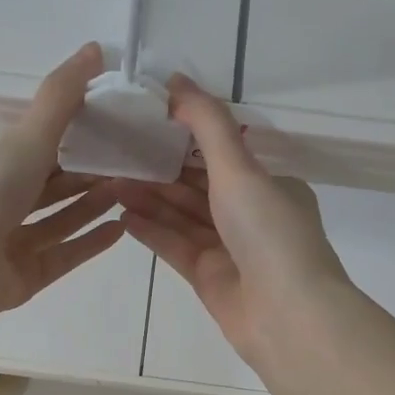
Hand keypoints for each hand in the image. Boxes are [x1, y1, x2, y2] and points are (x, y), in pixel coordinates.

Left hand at [0, 42, 125, 321]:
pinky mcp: (24, 277)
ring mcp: (11, 242)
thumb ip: (62, 97)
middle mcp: (2, 201)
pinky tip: (121, 229)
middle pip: (53, 185)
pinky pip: (63, 255)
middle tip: (134, 161)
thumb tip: (95, 47)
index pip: (41, 144)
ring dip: (93, 205)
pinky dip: (90, 242)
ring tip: (132, 190)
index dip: (77, 133)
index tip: (117, 124)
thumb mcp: (27, 136)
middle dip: (90, 173)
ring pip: (60, 220)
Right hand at [111, 75, 348, 366]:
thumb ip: (207, 124)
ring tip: (109, 181)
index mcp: (269, 184)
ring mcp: (229, 248)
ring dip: (149, 198)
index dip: (184, 137)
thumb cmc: (268, 231)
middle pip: (196, 185)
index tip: (146, 122)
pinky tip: (121, 215)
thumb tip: (176, 80)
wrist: (286, 315)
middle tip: (115, 152)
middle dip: (159, 169)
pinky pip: (174, 246)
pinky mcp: (208, 277)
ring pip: (182, 215)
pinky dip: (151, 231)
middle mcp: (250, 214)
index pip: (221, 154)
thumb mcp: (239, 168)